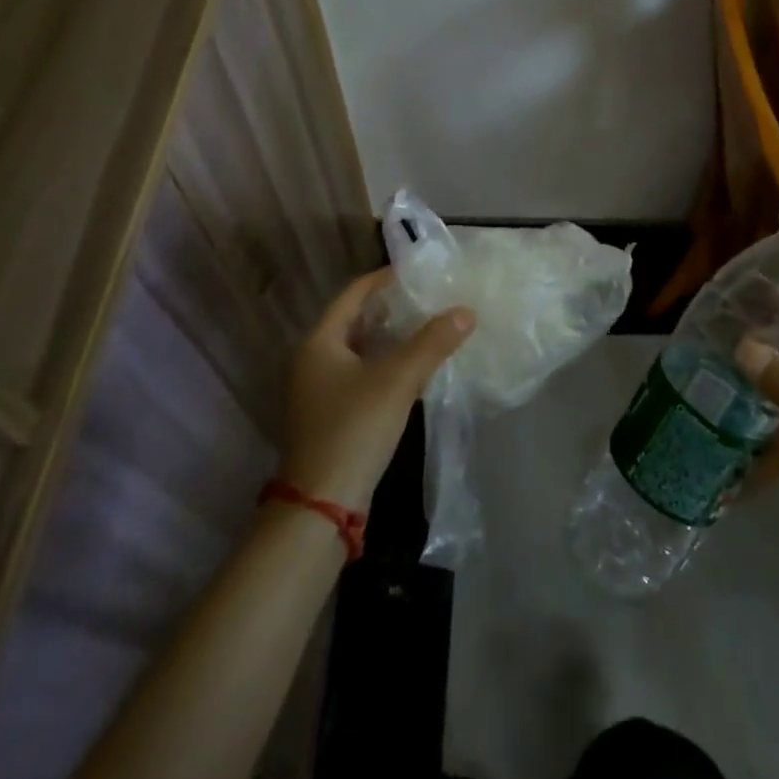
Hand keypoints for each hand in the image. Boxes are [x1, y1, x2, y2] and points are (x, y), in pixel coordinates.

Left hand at [278, 268, 474, 511]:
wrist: (321, 506)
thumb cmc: (353, 429)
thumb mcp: (397, 381)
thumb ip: (432, 342)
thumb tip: (466, 311)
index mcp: (319, 343)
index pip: (353, 294)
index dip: (384, 278)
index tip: (418, 271)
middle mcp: (312, 361)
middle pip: (356, 320)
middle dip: (392, 307)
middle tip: (429, 296)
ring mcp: (319, 391)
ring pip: (360, 349)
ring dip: (391, 337)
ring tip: (429, 325)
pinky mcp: (331, 415)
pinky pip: (361, 374)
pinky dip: (386, 363)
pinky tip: (414, 367)